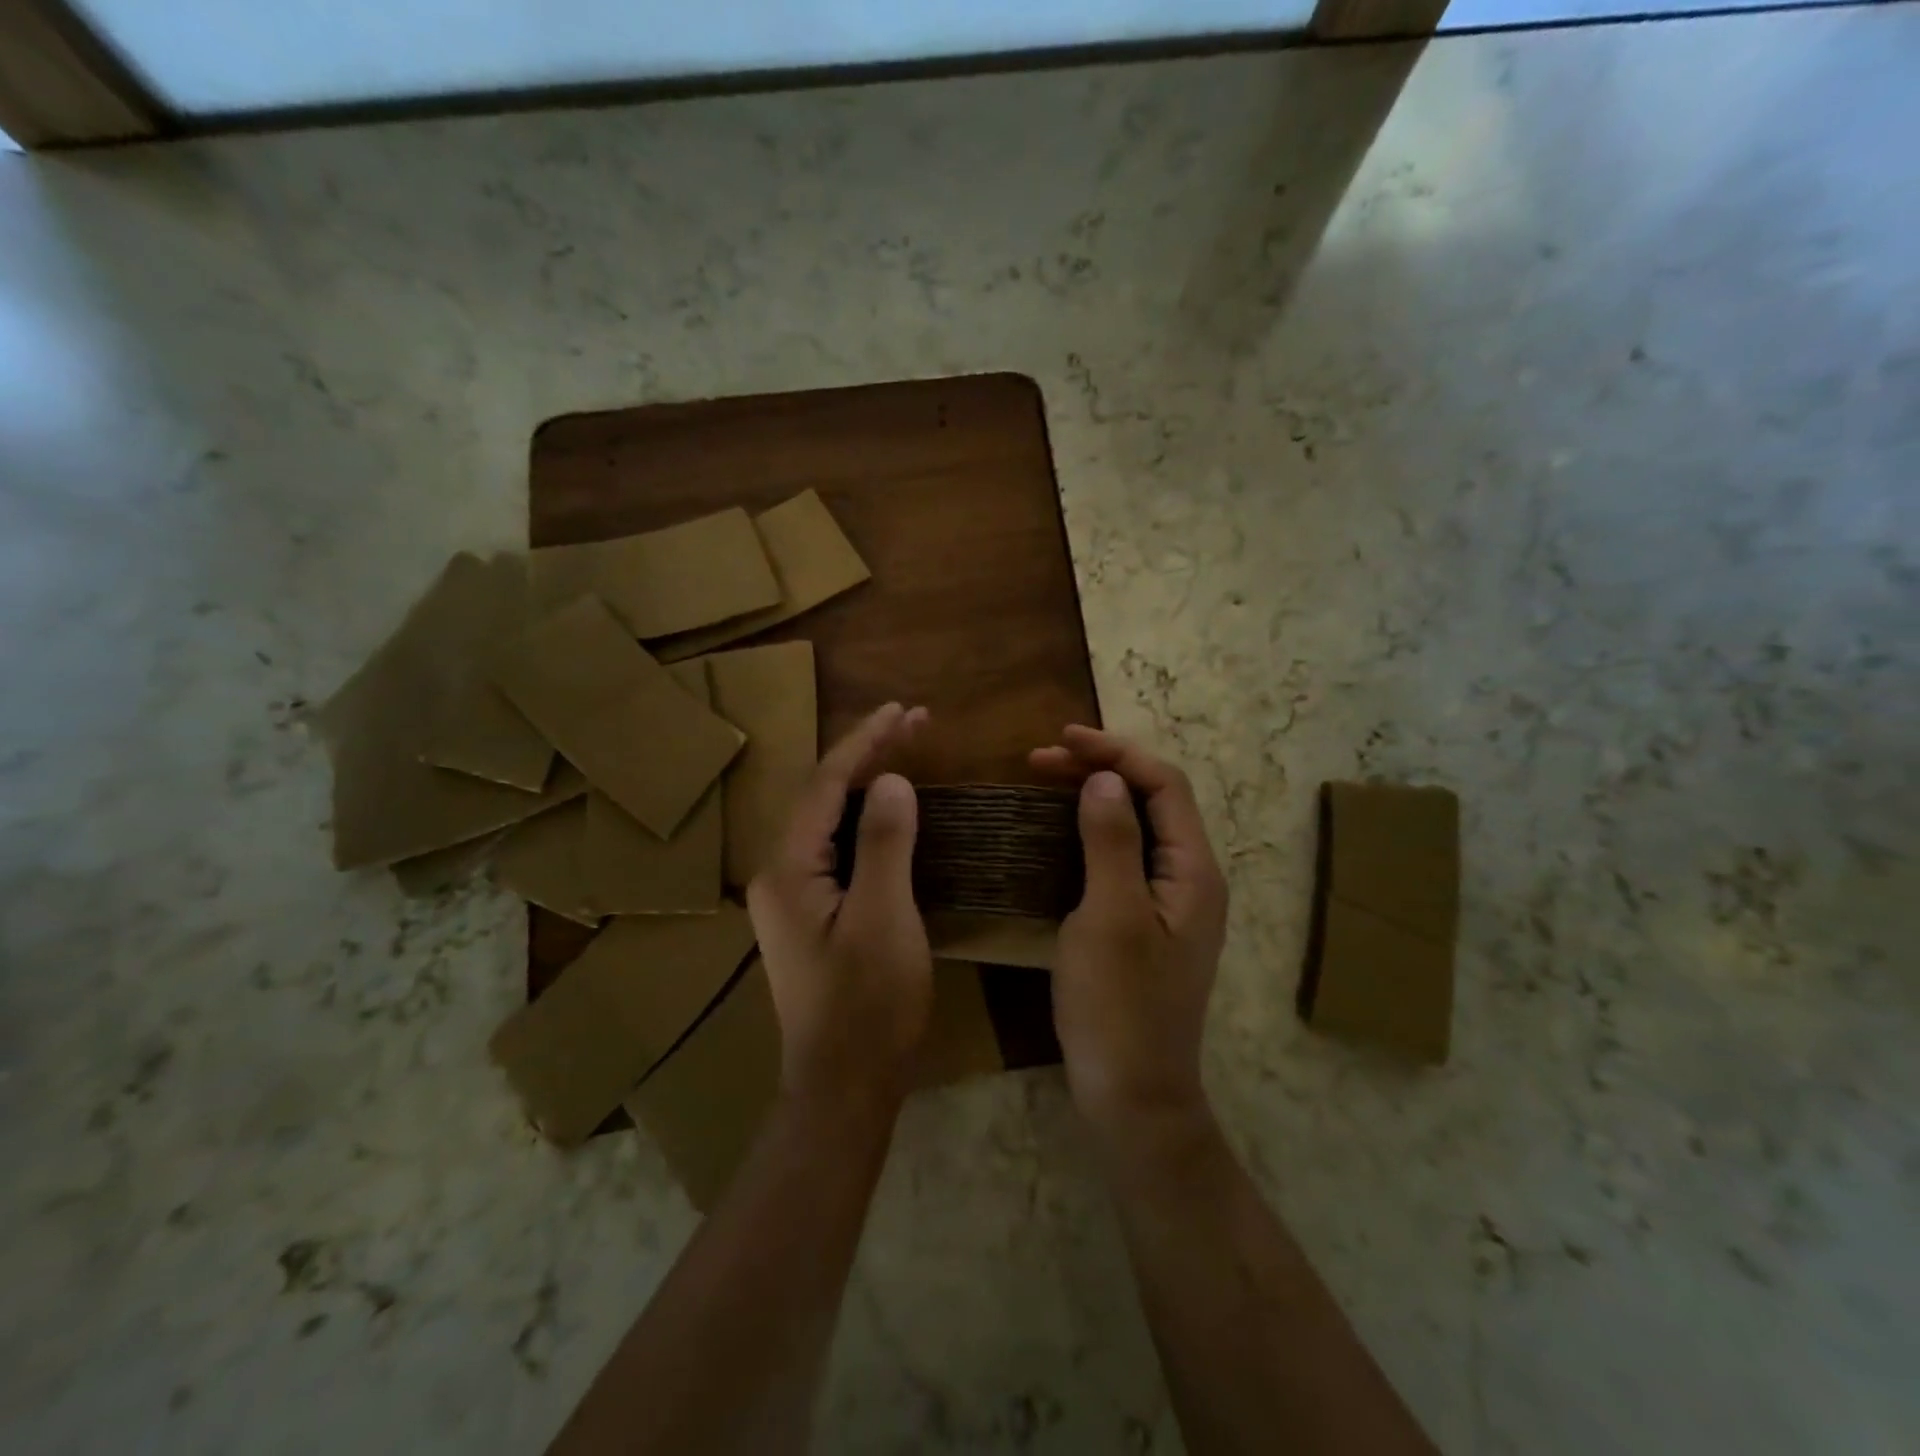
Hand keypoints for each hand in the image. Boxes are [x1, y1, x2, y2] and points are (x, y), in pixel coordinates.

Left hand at [748, 703, 932, 1112]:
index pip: (826, 784)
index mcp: (788, 868)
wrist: (844, 1086)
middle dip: (868, 754)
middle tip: (915, 721)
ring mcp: (791, 896)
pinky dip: (865, 818)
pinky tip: (889, 810)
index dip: (866, 742)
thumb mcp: (885, 918)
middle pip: (823, 795)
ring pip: (829, 820)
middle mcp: (778, 873)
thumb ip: (884, 843)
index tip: (904, 711)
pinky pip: (836, 847)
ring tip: (907, 749)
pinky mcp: (810, 914)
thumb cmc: (868, 1005)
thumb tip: (893, 780)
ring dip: (867, 782)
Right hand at [1031, 726, 1227, 1137]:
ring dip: (1093, 799)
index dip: (1115, 753)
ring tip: (1044, 783)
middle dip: (1100, 770)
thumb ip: (1110, 842)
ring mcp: (1170, 904)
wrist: (1133, 1095)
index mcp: (1194, 871)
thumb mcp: (1110, 917)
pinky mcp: (1147, 924)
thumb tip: (1104, 779)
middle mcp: (1191, 879)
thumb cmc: (1120, 1007)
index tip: (1061, 739)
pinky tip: (1057, 836)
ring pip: (1135, 828)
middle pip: (1152, 801)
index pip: (1164, 784)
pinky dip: (1090, 834)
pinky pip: (1122, 859)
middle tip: (1038, 760)